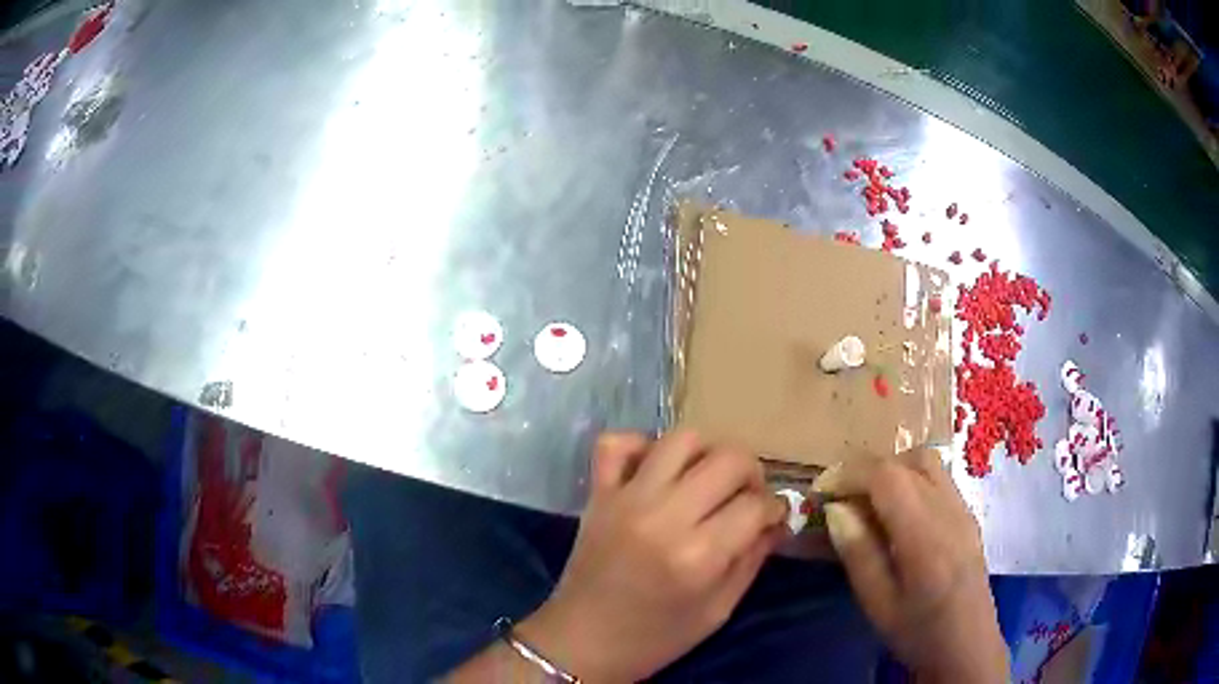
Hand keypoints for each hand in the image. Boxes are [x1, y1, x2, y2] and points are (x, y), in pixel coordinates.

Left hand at [517, 431, 786, 682]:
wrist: (582, 641)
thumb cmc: (656, 638)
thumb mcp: (717, 611)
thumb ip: (752, 561)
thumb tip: (778, 521)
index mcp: (698, 556)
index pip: (756, 506)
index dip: (775, 509)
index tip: (772, 518)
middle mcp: (664, 516)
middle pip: (728, 459)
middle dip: (751, 474)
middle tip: (747, 497)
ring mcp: (626, 499)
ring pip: (681, 439)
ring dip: (707, 453)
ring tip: (708, 480)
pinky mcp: (598, 494)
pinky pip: (617, 443)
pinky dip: (642, 445)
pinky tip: (657, 470)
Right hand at [813, 449, 1008, 682]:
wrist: (968, 646)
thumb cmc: (918, 633)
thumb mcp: (878, 604)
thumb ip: (858, 553)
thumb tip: (836, 509)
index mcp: (925, 535)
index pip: (887, 477)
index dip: (850, 473)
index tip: (821, 491)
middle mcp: (949, 510)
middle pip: (910, 460)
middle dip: (870, 469)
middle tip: (843, 497)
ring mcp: (964, 510)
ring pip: (928, 464)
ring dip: (893, 471)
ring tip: (868, 503)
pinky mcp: (969, 517)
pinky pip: (939, 480)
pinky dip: (911, 482)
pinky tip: (898, 516)